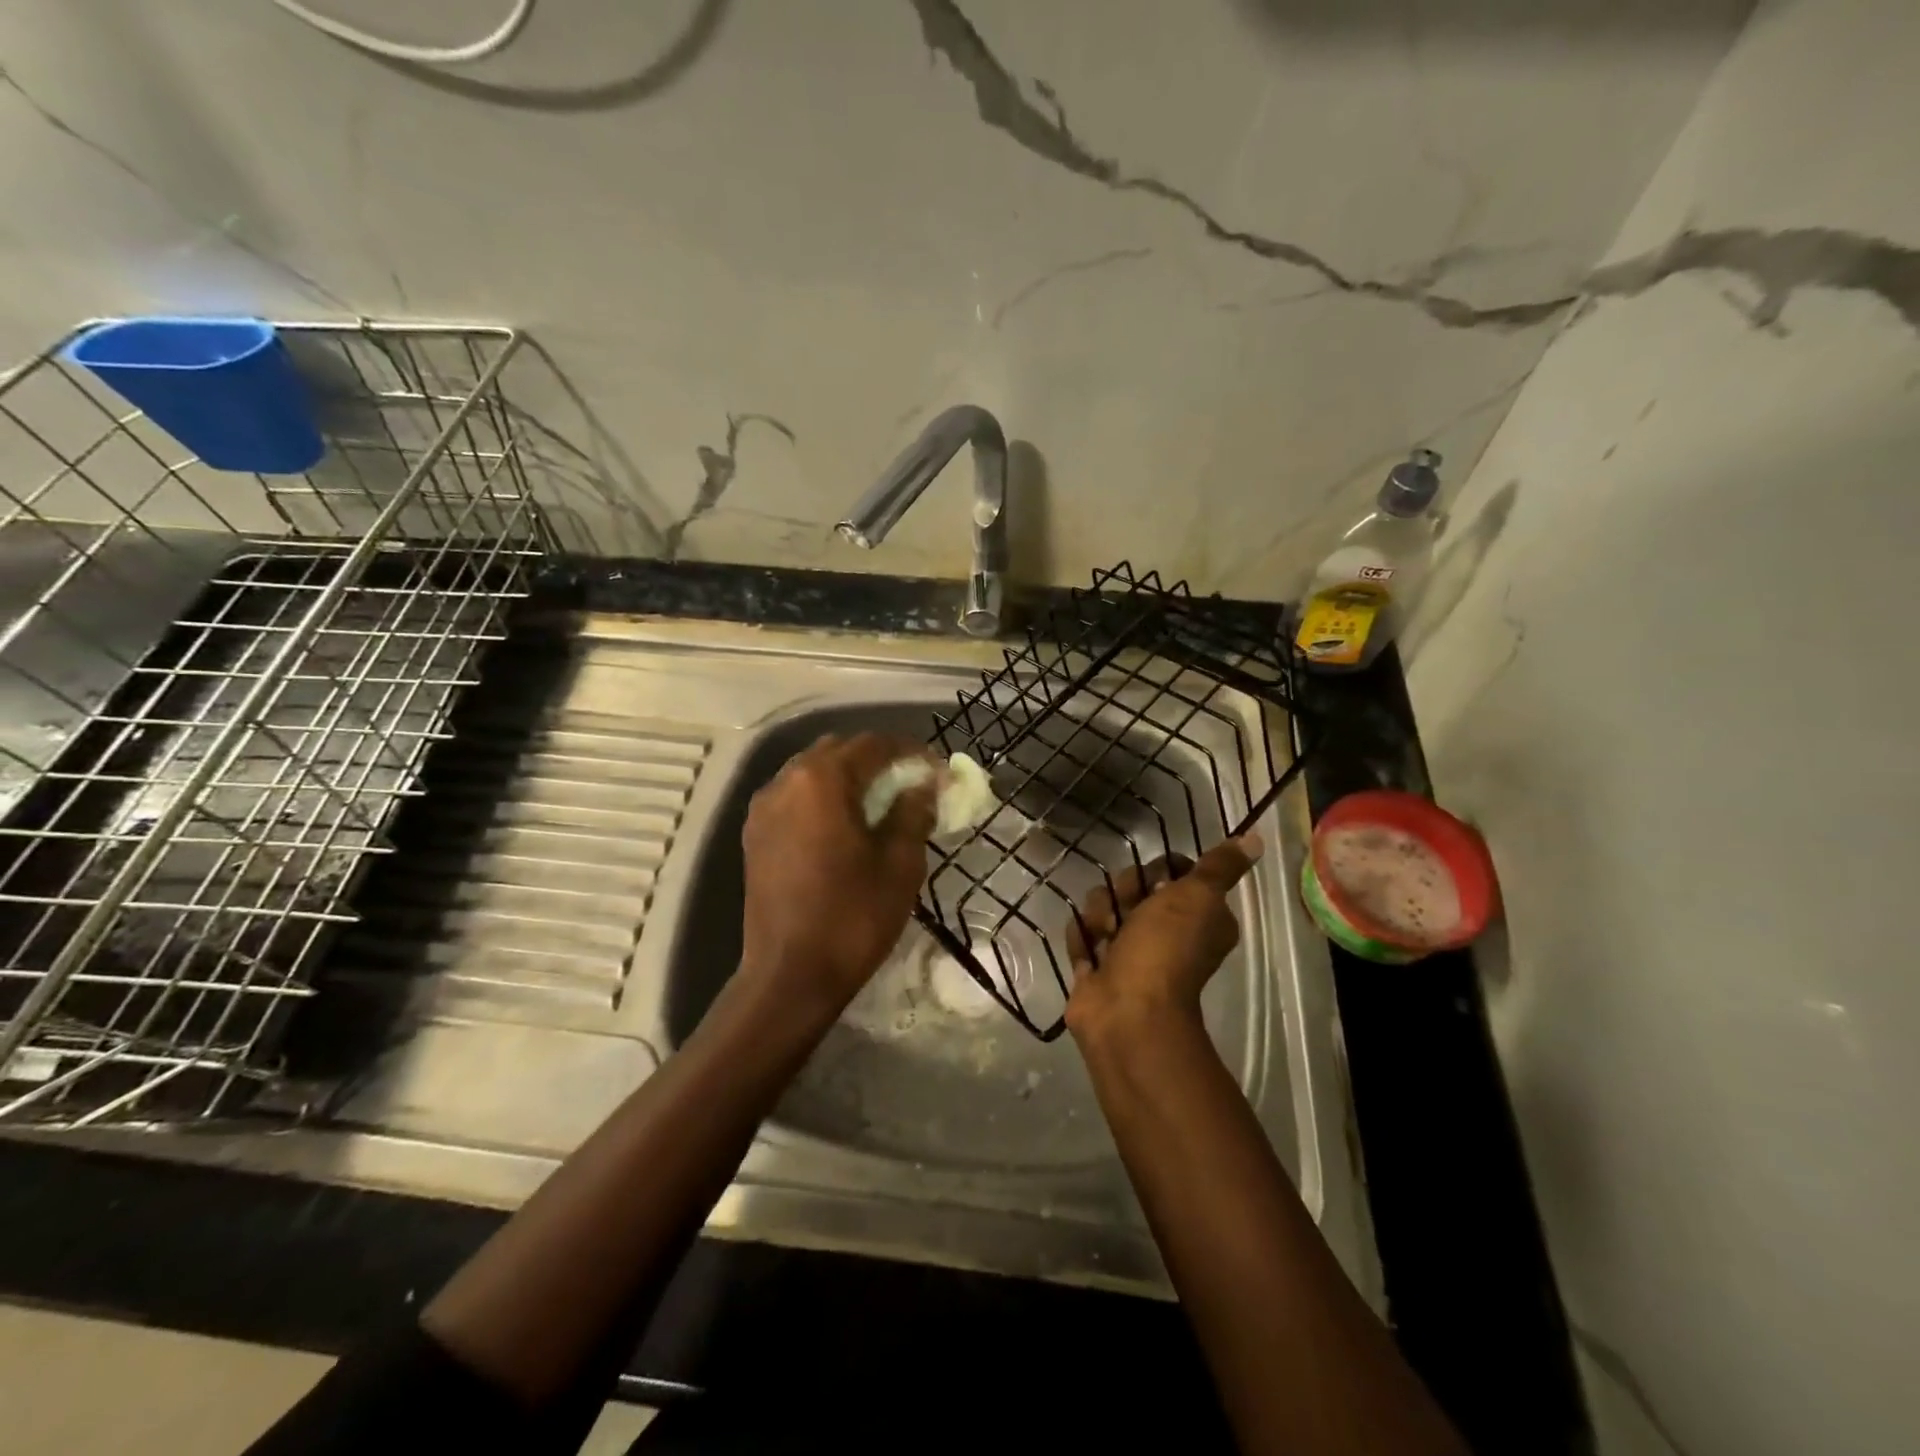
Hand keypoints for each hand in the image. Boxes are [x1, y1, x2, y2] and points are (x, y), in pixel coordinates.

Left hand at [738, 731, 938, 1017]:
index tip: (938, 770)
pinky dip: (822, 796)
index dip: (911, 752)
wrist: (789, 975)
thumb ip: (914, 811)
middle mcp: (786, 780)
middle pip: (839, 750)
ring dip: (848, 776)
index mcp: (822, 780)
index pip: (874, 744)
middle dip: (878, 759)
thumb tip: (925, 784)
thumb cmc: (853, 916)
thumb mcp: (899, 863)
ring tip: (879, 803)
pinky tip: (843, 824)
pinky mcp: (755, 833)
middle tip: (911, 784)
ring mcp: (764, 807)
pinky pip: (794, 796)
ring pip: (812, 771)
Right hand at [1063, 835, 1262, 1045]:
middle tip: (1127, 911)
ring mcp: (1129, 949)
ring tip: (1105, 936)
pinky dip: (1083, 940)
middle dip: (1124, 892)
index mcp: (1198, 916)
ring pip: (1104, 905)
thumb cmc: (1166, 950)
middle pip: (1133, 885)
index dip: (1159, 871)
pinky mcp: (1099, 964)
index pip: (1173, 872)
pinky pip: (1083, 933)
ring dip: (1099, 916)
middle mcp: (1167, 931)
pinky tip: (1090, 953)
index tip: (1157, 884)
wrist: (1128, 1012)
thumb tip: (1256, 840)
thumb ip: (1221, 867)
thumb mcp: (1198, 897)